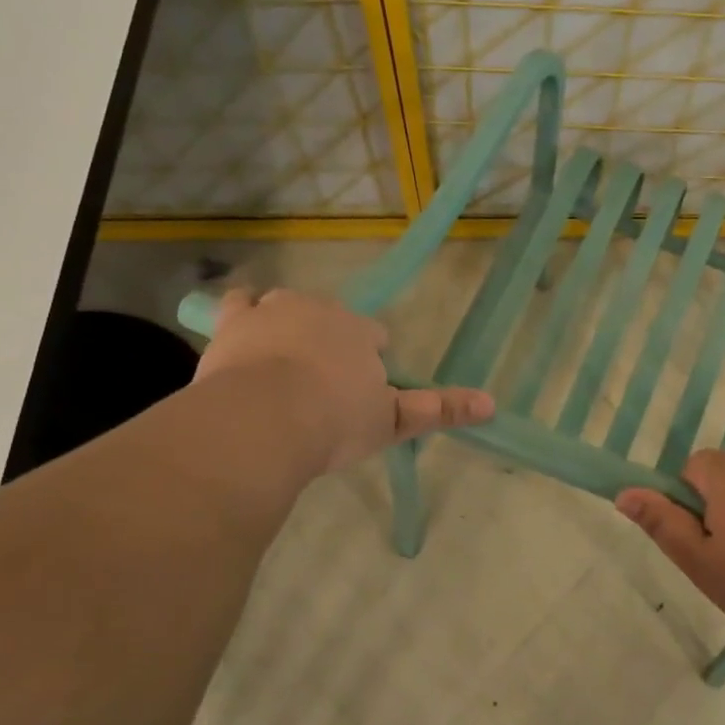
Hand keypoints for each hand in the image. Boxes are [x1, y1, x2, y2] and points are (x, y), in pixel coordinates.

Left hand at [194, 289, 493, 472]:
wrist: (263, 422)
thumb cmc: (334, 421)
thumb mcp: (391, 421)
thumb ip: (438, 409)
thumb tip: (492, 404)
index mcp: (358, 331)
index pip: (372, 336)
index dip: (368, 361)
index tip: (359, 392)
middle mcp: (319, 310)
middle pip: (330, 318)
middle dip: (329, 343)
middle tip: (321, 387)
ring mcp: (272, 312)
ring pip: (286, 307)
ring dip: (288, 326)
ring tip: (282, 366)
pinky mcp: (232, 323)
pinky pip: (239, 302)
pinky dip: (244, 315)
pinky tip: (242, 337)